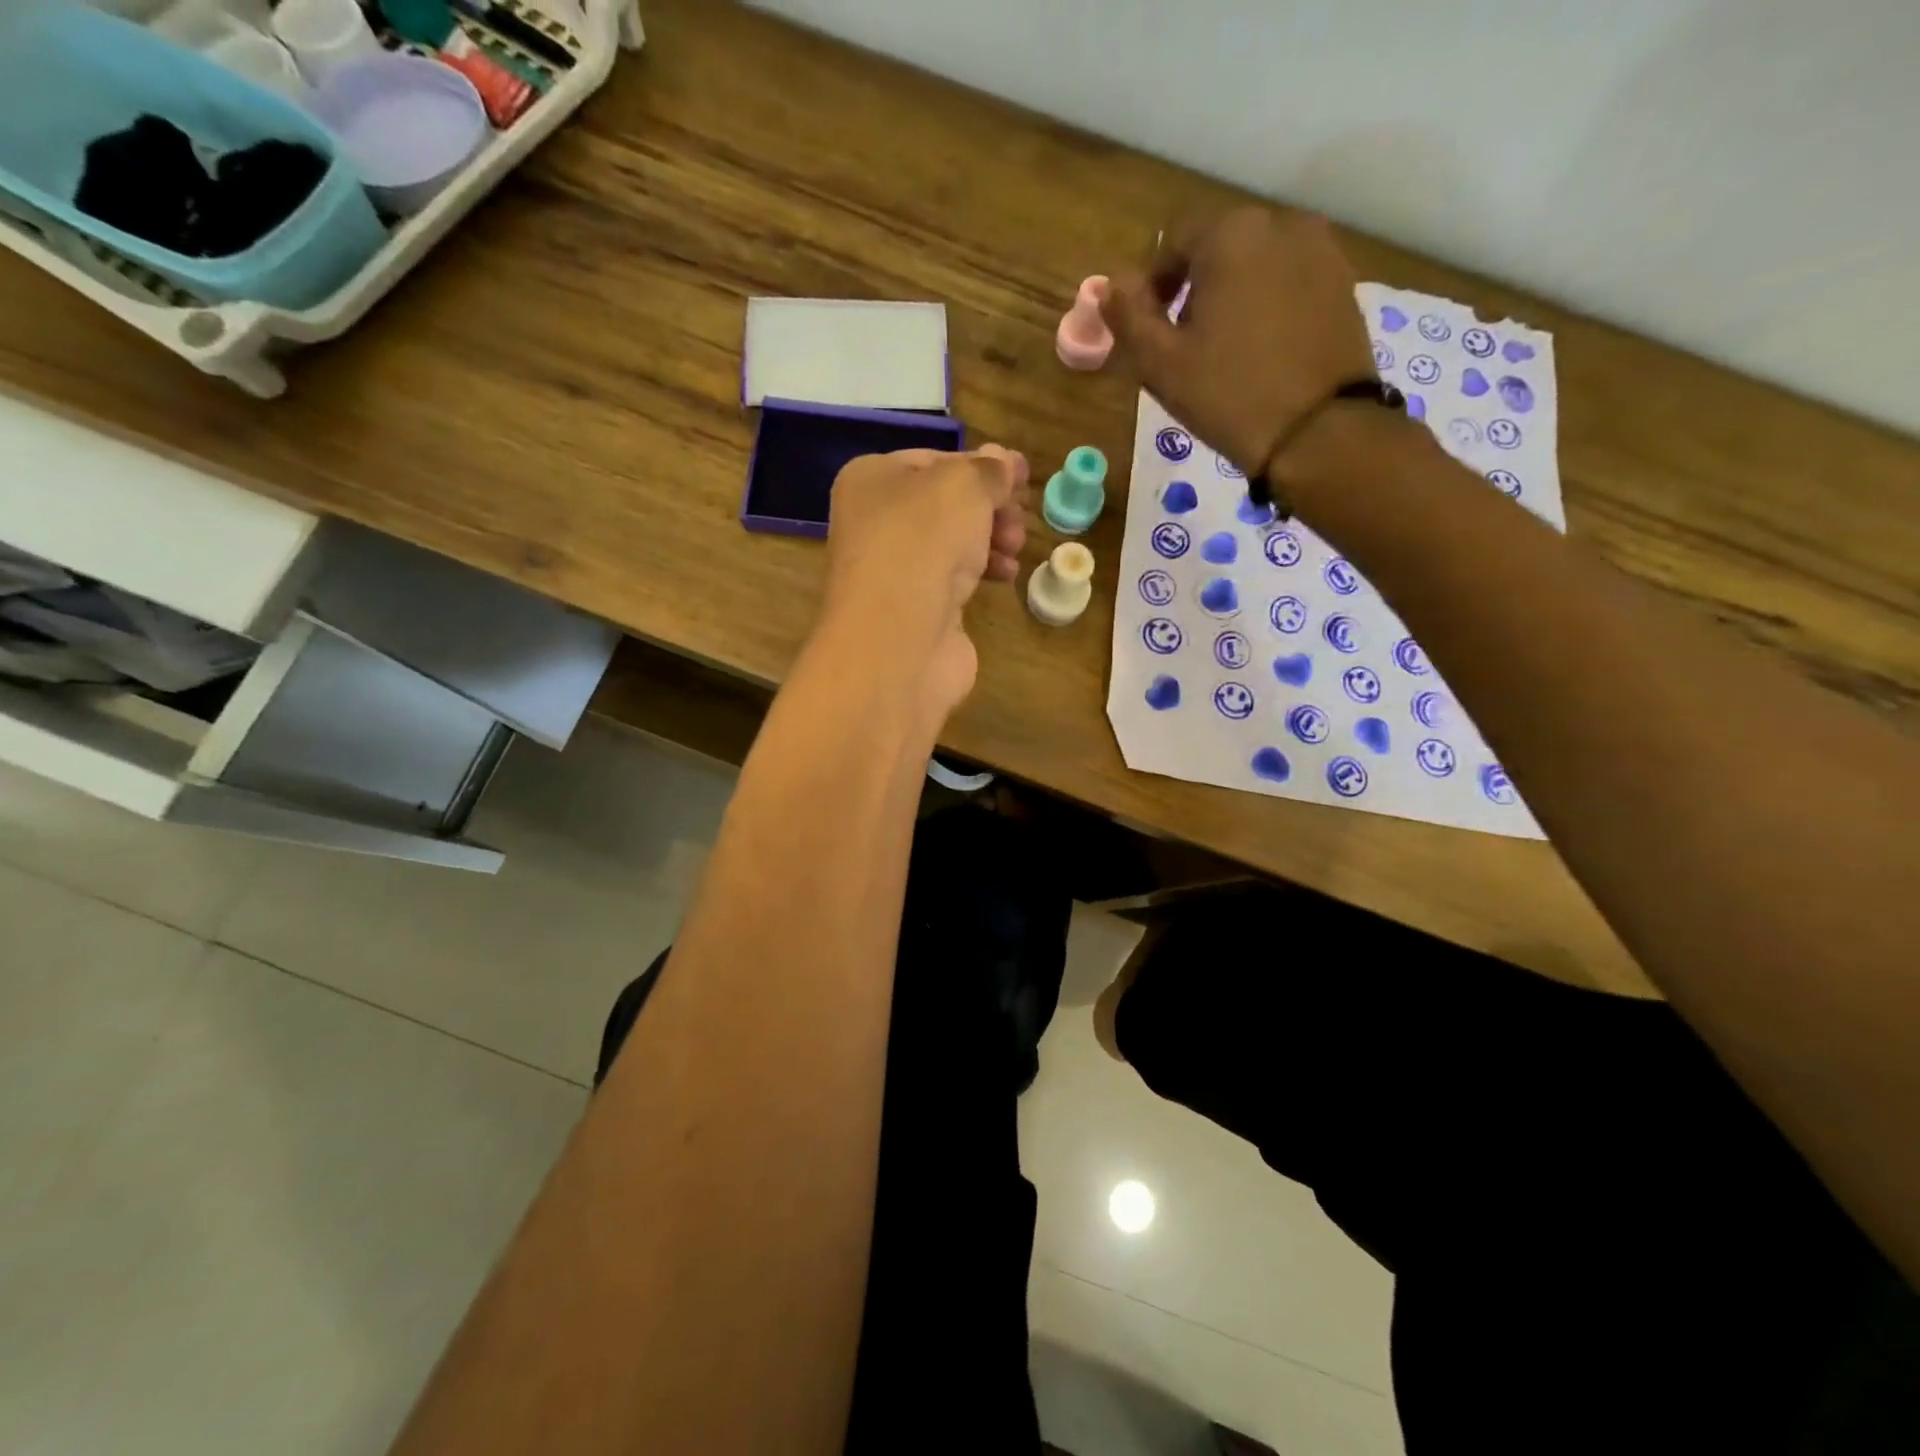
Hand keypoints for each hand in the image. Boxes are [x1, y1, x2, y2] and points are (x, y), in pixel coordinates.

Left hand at [814, 445, 1029, 721]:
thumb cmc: (923, 543)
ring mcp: (895, 570)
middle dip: (990, 507)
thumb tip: (1004, 459)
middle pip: (946, 504)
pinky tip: (1007, 574)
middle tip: (1021, 515)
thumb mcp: (963, 487)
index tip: (1020, 476)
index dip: (980, 465)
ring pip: (952, 542)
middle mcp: (876, 522)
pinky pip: (954, 578)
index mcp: (871, 480)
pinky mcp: (916, 609)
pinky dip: (983, 571)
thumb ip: (989, 471)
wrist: (898, 640)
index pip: (934, 460)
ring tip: (1017, 546)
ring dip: (992, 539)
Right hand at [1102, 206, 1375, 475]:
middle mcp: (1280, 223)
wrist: (1318, 432)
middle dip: (1195, 287)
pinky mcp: (1343, 281)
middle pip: (1219, 246)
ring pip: (1257, 262)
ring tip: (1225, 348)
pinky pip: (1289, 280)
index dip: (1154, 283)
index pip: (1175, 240)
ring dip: (1233, 293)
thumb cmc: (1228, 395)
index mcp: (1230, 234)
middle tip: (1184, 343)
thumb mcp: (1160, 363)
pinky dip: (1268, 303)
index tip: (1149, 328)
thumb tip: (1113, 285)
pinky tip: (1262, 349)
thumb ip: (1128, 316)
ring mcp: (1320, 250)